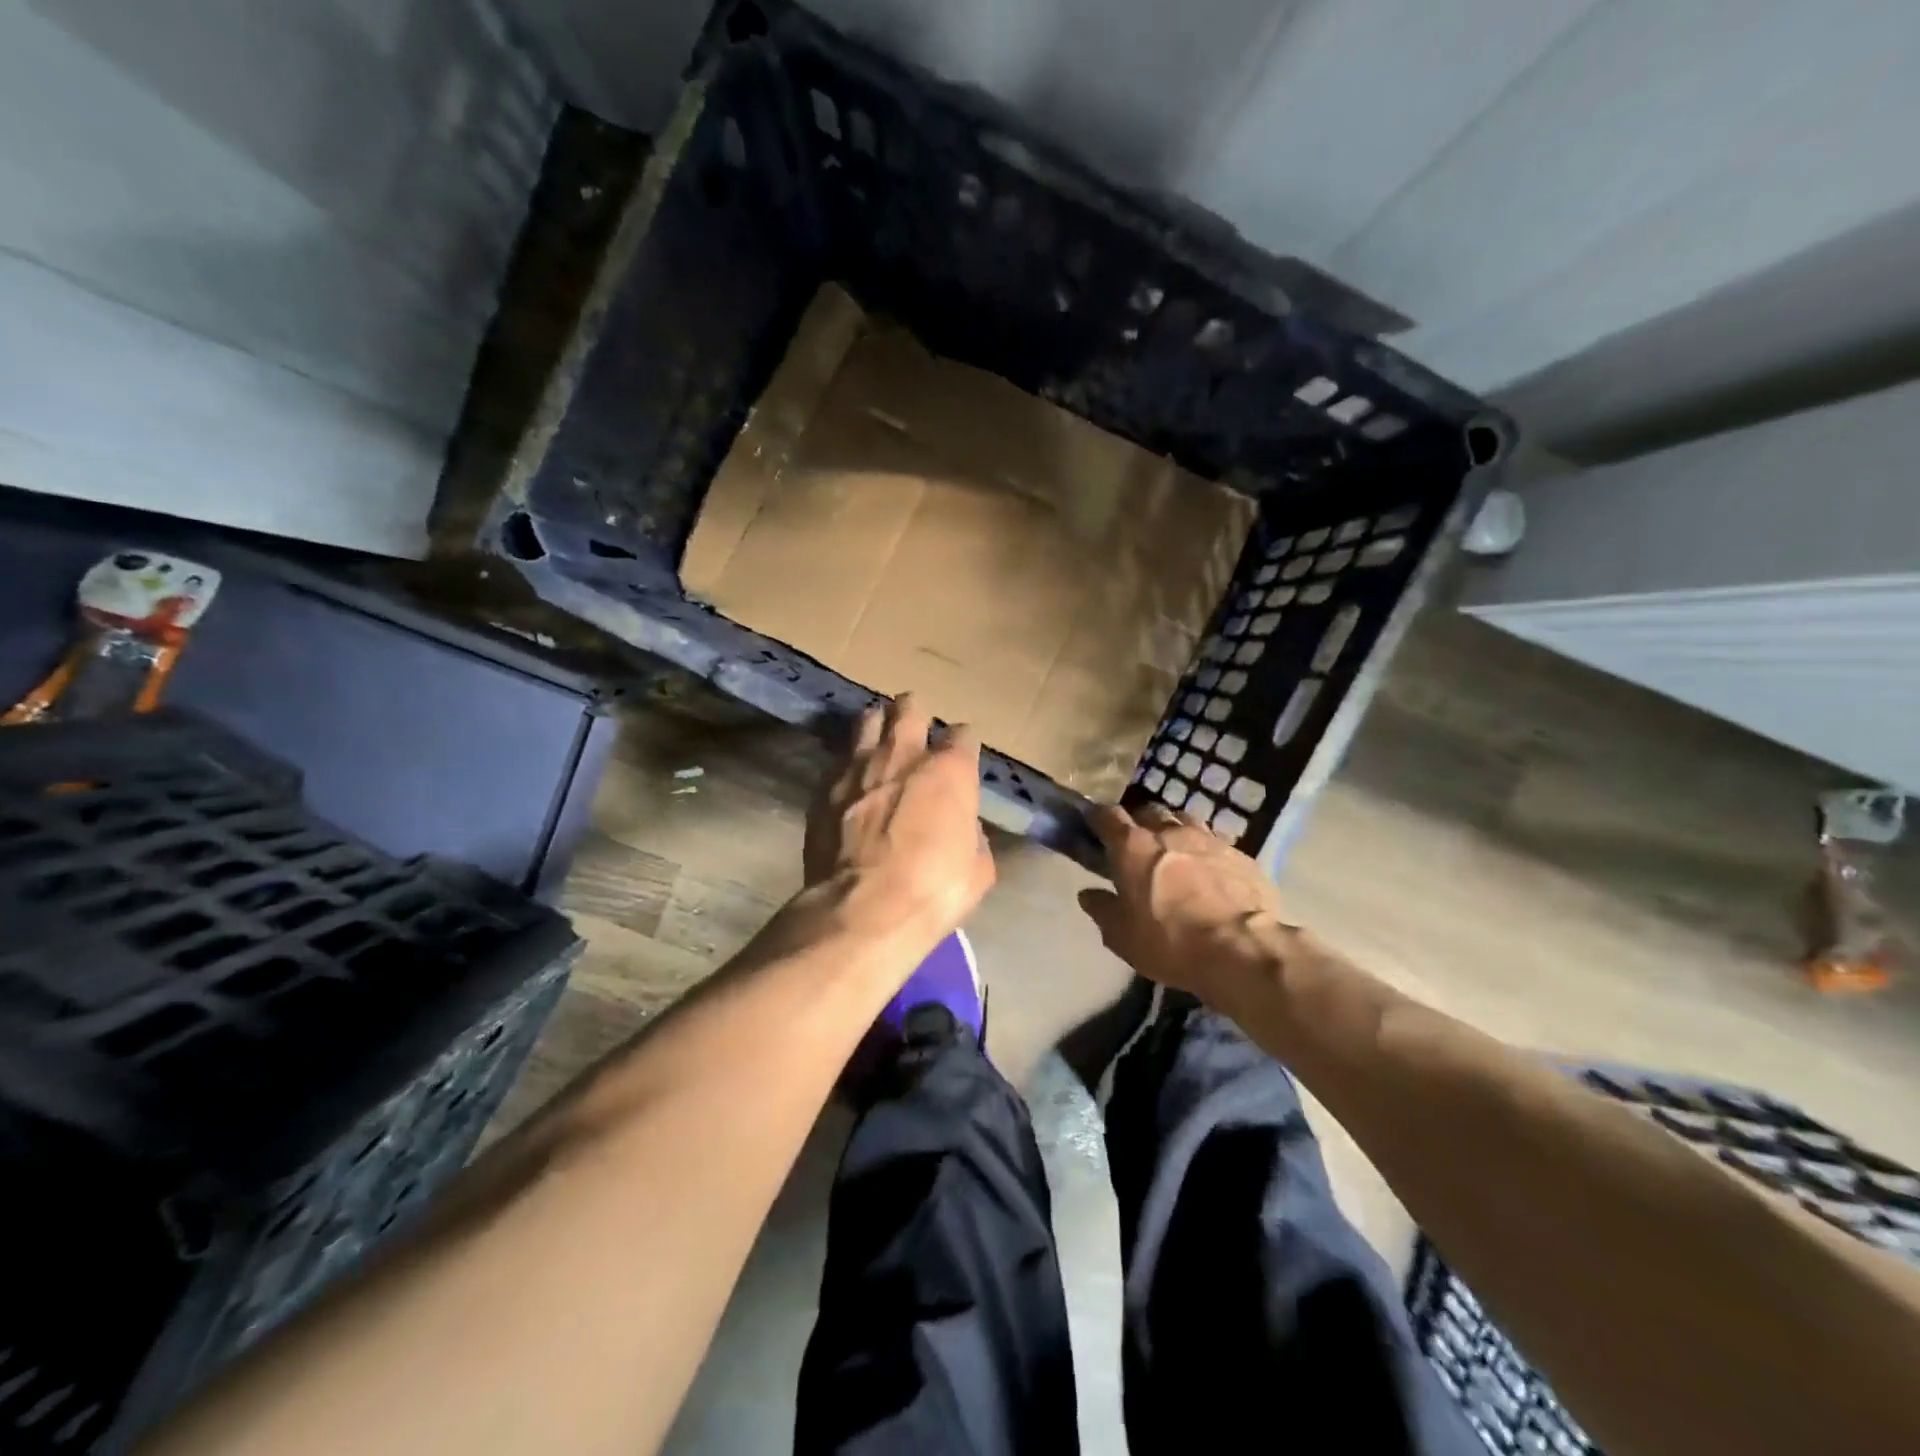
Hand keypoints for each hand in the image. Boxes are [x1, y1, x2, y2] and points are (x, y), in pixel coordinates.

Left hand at [805, 694, 994, 938]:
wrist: (864, 909)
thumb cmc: (934, 890)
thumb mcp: (978, 868)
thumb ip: (972, 834)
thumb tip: (962, 826)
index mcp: (949, 770)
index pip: (963, 735)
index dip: (964, 744)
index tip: (962, 757)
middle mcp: (903, 755)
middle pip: (909, 709)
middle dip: (915, 712)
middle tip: (916, 727)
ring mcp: (857, 767)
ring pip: (867, 721)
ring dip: (877, 727)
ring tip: (879, 741)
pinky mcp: (824, 788)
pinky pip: (838, 760)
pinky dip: (848, 765)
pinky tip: (850, 781)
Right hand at [1077, 803, 1298, 1005]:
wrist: (1241, 950)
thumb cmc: (1170, 942)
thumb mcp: (1122, 936)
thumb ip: (1102, 910)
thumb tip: (1089, 894)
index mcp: (1132, 847)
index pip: (1107, 816)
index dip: (1098, 819)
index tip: (1093, 827)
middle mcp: (1168, 832)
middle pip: (1148, 811)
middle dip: (1139, 823)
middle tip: (1136, 846)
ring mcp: (1208, 838)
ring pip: (1184, 820)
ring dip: (1174, 831)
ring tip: (1174, 853)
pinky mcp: (1240, 854)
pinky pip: (1216, 841)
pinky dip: (1205, 851)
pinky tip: (1209, 870)